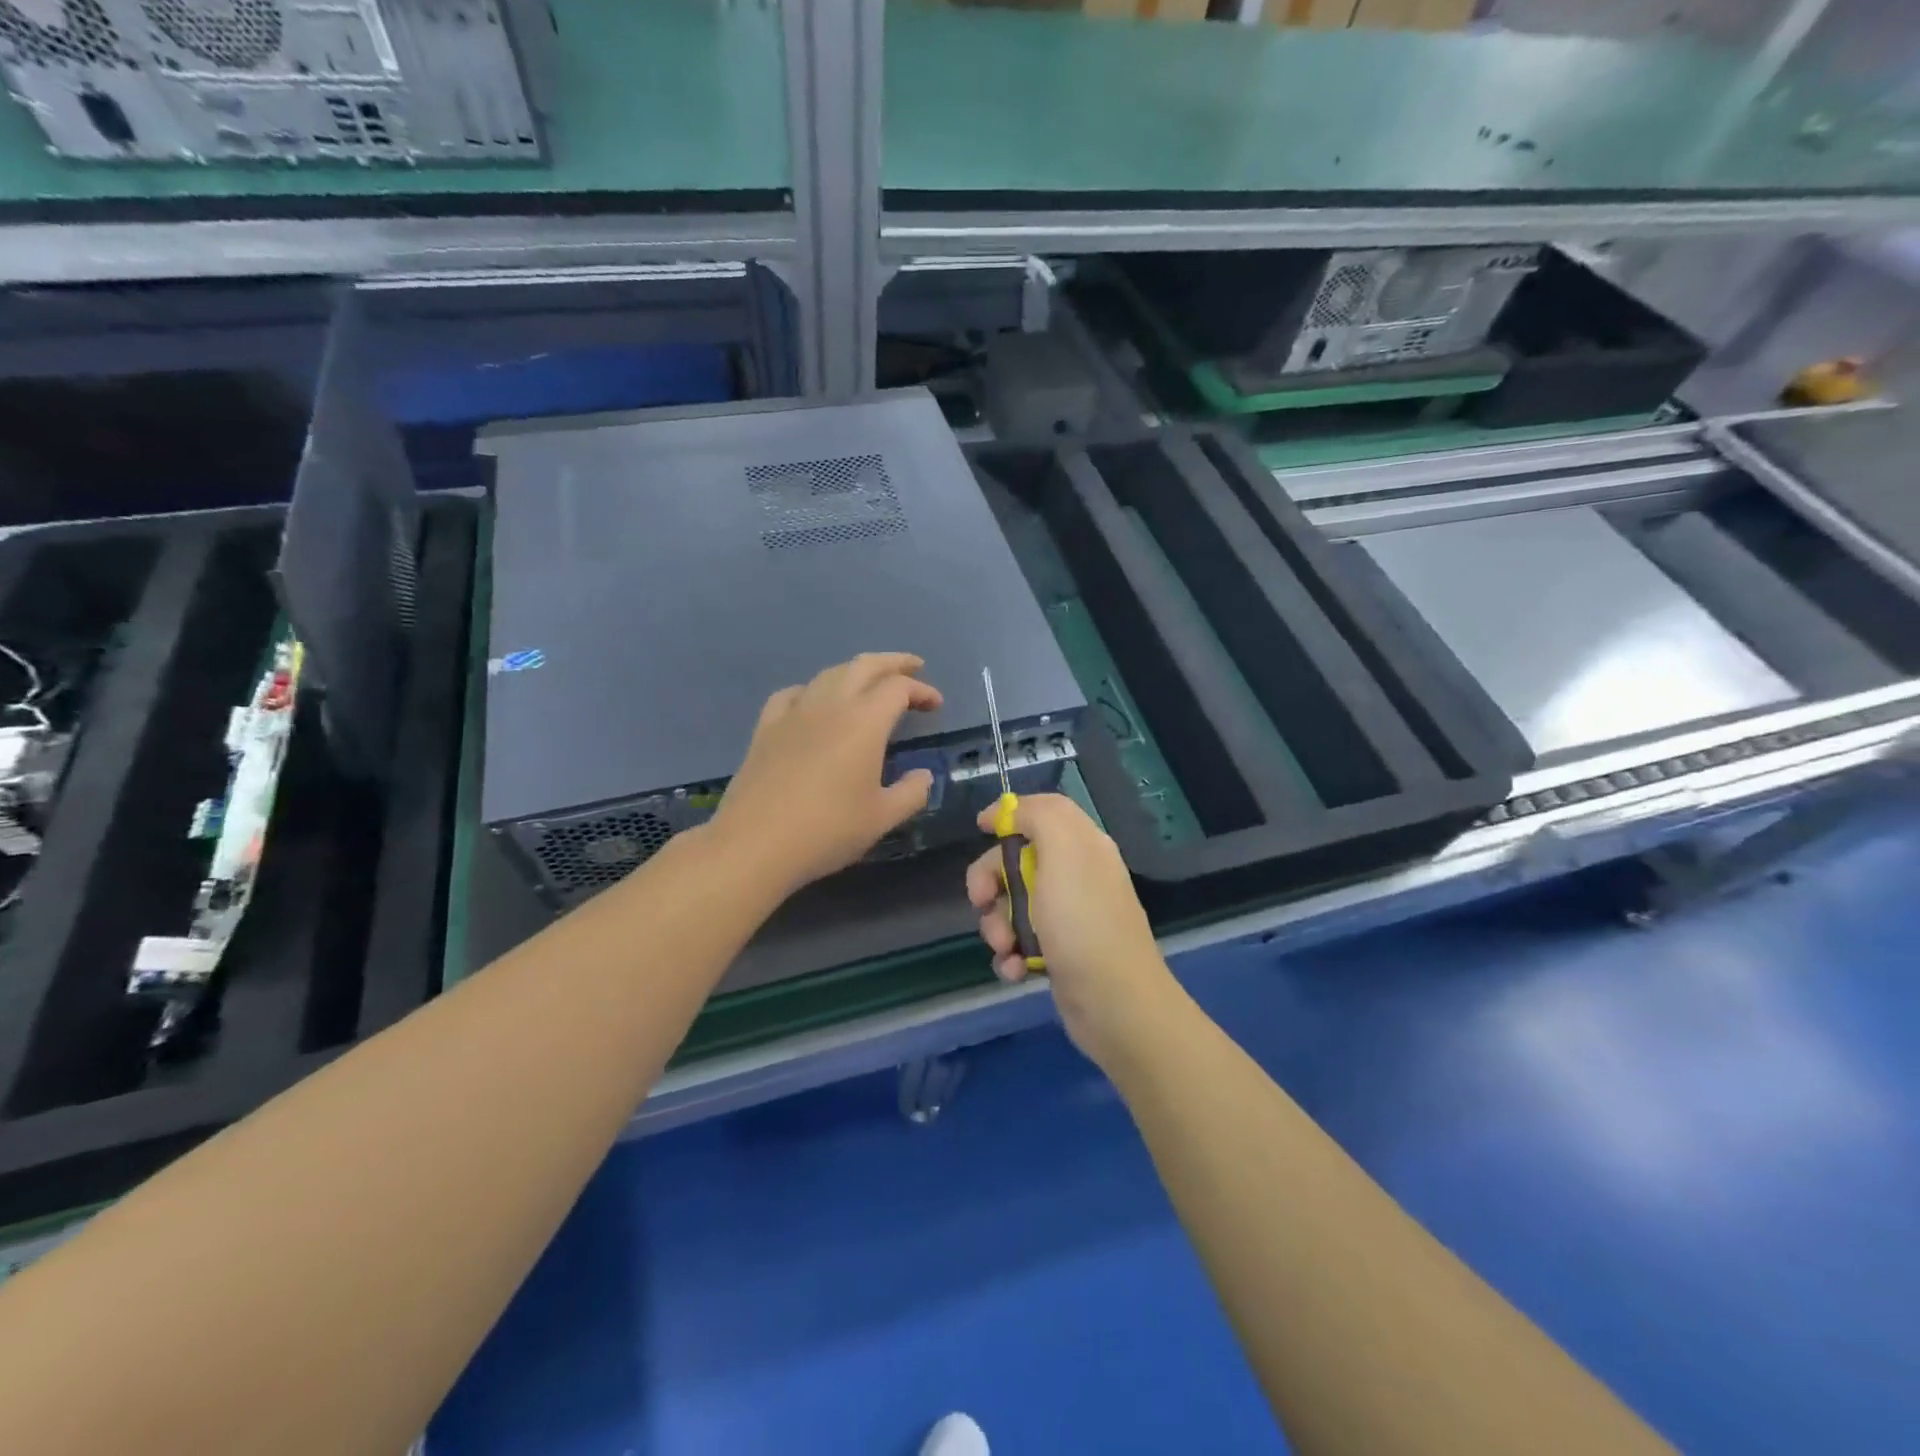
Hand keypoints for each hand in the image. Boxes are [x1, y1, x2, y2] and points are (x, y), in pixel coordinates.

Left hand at [711, 653, 943, 894]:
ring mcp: (794, 713)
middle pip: (865, 666)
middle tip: (913, 668)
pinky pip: (794, 693)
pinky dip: (814, 689)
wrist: (755, 844)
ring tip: (869, 684)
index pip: (898, 689)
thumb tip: (923, 776)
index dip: (921, 691)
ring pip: (829, 674)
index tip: (936, 705)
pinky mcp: (766, 727)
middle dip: (893, 663)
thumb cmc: (827, 831)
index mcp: (864, 722)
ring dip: (856, 671)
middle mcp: (830, 705)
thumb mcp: (881, 818)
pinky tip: (815, 703)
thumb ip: (911, 793)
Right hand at [966, 793, 1180, 1073]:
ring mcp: (1068, 916)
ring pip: (1011, 904)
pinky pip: (1020, 941)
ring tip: (1005, 948)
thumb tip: (1010, 810)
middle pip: (1016, 859)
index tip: (981, 829)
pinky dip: (1010, 955)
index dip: (1010, 815)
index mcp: (1082, 845)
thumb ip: (1038, 816)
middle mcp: (1076, 875)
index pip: (1041, 812)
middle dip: (991, 881)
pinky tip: (1014, 970)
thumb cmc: (1084, 923)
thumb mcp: (1063, 852)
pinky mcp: (1059, 952)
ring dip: (996, 925)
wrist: (1115, 1005)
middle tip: (983, 901)